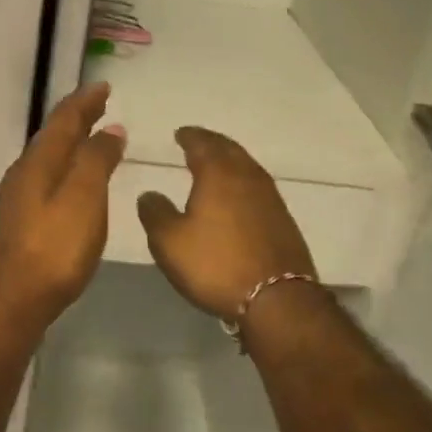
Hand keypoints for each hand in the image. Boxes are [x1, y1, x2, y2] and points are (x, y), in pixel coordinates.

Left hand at [0, 82, 126, 323]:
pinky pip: (45, 179)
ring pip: (47, 158)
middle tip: (99, 105)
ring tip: (91, 139)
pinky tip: (71, 183)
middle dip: (77, 118)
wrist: (12, 300)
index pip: (64, 120)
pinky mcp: (18, 222)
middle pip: (52, 136)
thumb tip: (109, 129)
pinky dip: (64, 168)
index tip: (103, 87)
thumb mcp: (84, 199)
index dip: (84, 101)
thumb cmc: (54, 248)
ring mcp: (16, 199)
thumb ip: (96, 160)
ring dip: (70, 143)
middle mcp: (23, 173)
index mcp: (39, 162)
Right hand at [137, 127, 316, 320]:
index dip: (190, 136)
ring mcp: (270, 197)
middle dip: (212, 143)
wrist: (277, 298)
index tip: (180, 133)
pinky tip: (237, 195)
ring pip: (247, 166)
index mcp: (218, 174)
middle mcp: (247, 177)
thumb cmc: (216, 264)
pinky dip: (243, 181)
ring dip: (230, 160)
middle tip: (197, 142)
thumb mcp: (169, 241)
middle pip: (229, 149)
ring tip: (216, 165)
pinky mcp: (282, 219)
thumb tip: (149, 194)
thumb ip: (155, 213)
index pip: (202, 144)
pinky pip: (258, 187)